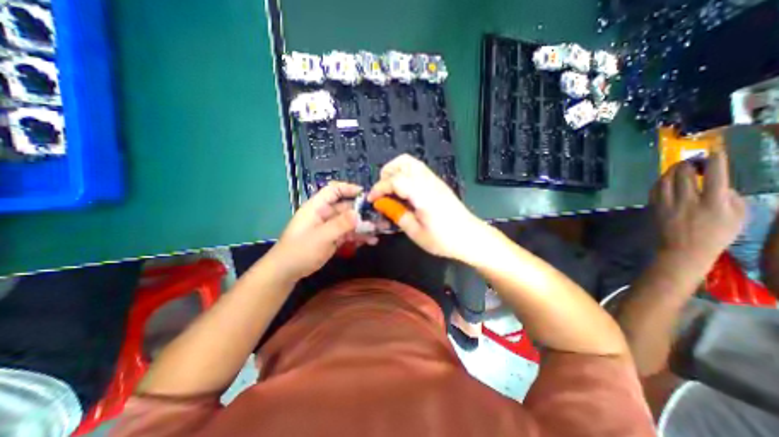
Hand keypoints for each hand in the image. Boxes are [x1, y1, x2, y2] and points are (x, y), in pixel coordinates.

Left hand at [270, 181, 371, 279]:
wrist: (287, 271)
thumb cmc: (300, 250)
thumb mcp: (321, 236)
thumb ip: (340, 224)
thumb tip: (359, 213)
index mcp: (318, 207)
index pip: (334, 190)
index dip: (349, 189)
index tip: (366, 195)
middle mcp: (325, 214)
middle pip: (347, 207)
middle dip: (364, 212)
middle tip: (381, 217)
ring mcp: (330, 227)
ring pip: (350, 222)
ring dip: (365, 225)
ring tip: (381, 230)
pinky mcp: (333, 238)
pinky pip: (349, 234)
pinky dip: (360, 236)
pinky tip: (371, 241)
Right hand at [368, 153, 485, 258]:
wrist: (471, 237)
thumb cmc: (444, 240)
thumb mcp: (416, 233)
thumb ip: (398, 215)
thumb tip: (382, 204)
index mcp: (423, 195)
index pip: (395, 180)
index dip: (379, 188)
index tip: (371, 200)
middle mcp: (428, 182)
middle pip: (403, 162)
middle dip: (387, 173)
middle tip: (382, 192)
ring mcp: (435, 180)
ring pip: (411, 163)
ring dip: (396, 171)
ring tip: (391, 190)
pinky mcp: (438, 183)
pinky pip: (418, 170)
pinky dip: (405, 174)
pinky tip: (404, 192)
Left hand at [652, 150, 747, 272]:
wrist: (683, 249)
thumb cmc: (716, 235)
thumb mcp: (739, 217)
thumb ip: (732, 197)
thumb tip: (721, 183)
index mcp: (714, 203)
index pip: (715, 176)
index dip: (715, 161)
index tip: (715, 150)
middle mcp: (688, 201)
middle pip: (685, 175)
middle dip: (689, 163)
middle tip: (693, 160)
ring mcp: (667, 204)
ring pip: (666, 180)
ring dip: (672, 170)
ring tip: (679, 166)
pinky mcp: (654, 207)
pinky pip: (654, 189)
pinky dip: (660, 180)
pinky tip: (666, 178)